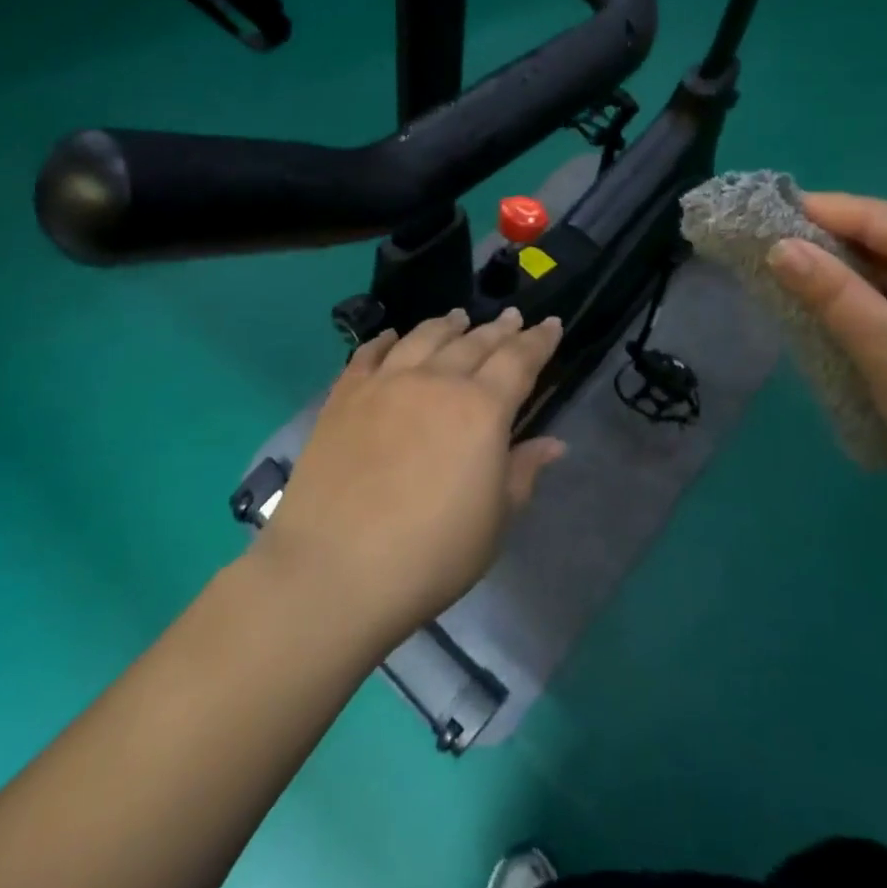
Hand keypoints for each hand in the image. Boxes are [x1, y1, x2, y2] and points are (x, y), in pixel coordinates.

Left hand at [254, 308, 566, 645]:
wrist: (334, 570)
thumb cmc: (430, 555)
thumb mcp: (494, 522)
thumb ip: (522, 472)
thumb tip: (552, 443)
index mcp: (482, 410)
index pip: (519, 360)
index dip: (539, 341)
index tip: (552, 323)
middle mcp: (436, 382)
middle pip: (474, 342)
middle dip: (499, 328)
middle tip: (513, 316)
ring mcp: (386, 383)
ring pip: (424, 337)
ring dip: (447, 324)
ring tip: (459, 317)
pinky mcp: (344, 395)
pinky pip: (370, 353)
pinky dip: (387, 339)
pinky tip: (393, 336)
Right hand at [767, 195, 886, 512]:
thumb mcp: (884, 344)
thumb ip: (830, 290)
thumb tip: (779, 247)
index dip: (828, 212)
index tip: (771, 211)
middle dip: (837, 244)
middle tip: (776, 243)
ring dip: (853, 277)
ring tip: (796, 274)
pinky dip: (873, 306)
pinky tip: (838, 312)